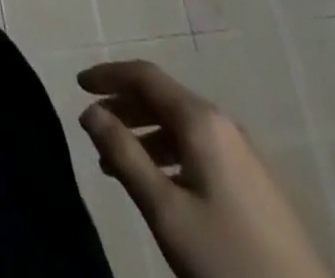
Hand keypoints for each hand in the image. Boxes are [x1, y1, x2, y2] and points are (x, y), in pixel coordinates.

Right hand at [78, 60, 331, 277]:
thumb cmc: (227, 258)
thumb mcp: (165, 209)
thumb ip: (123, 154)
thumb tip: (89, 111)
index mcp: (202, 121)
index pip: (145, 76)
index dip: (108, 75)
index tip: (77, 84)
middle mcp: (224, 126)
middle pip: (163, 98)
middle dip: (124, 106)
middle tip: (92, 125)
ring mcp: (245, 157)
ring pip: (181, 127)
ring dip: (144, 135)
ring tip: (117, 163)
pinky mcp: (256, 187)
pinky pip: (200, 151)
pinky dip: (168, 154)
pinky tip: (158, 185)